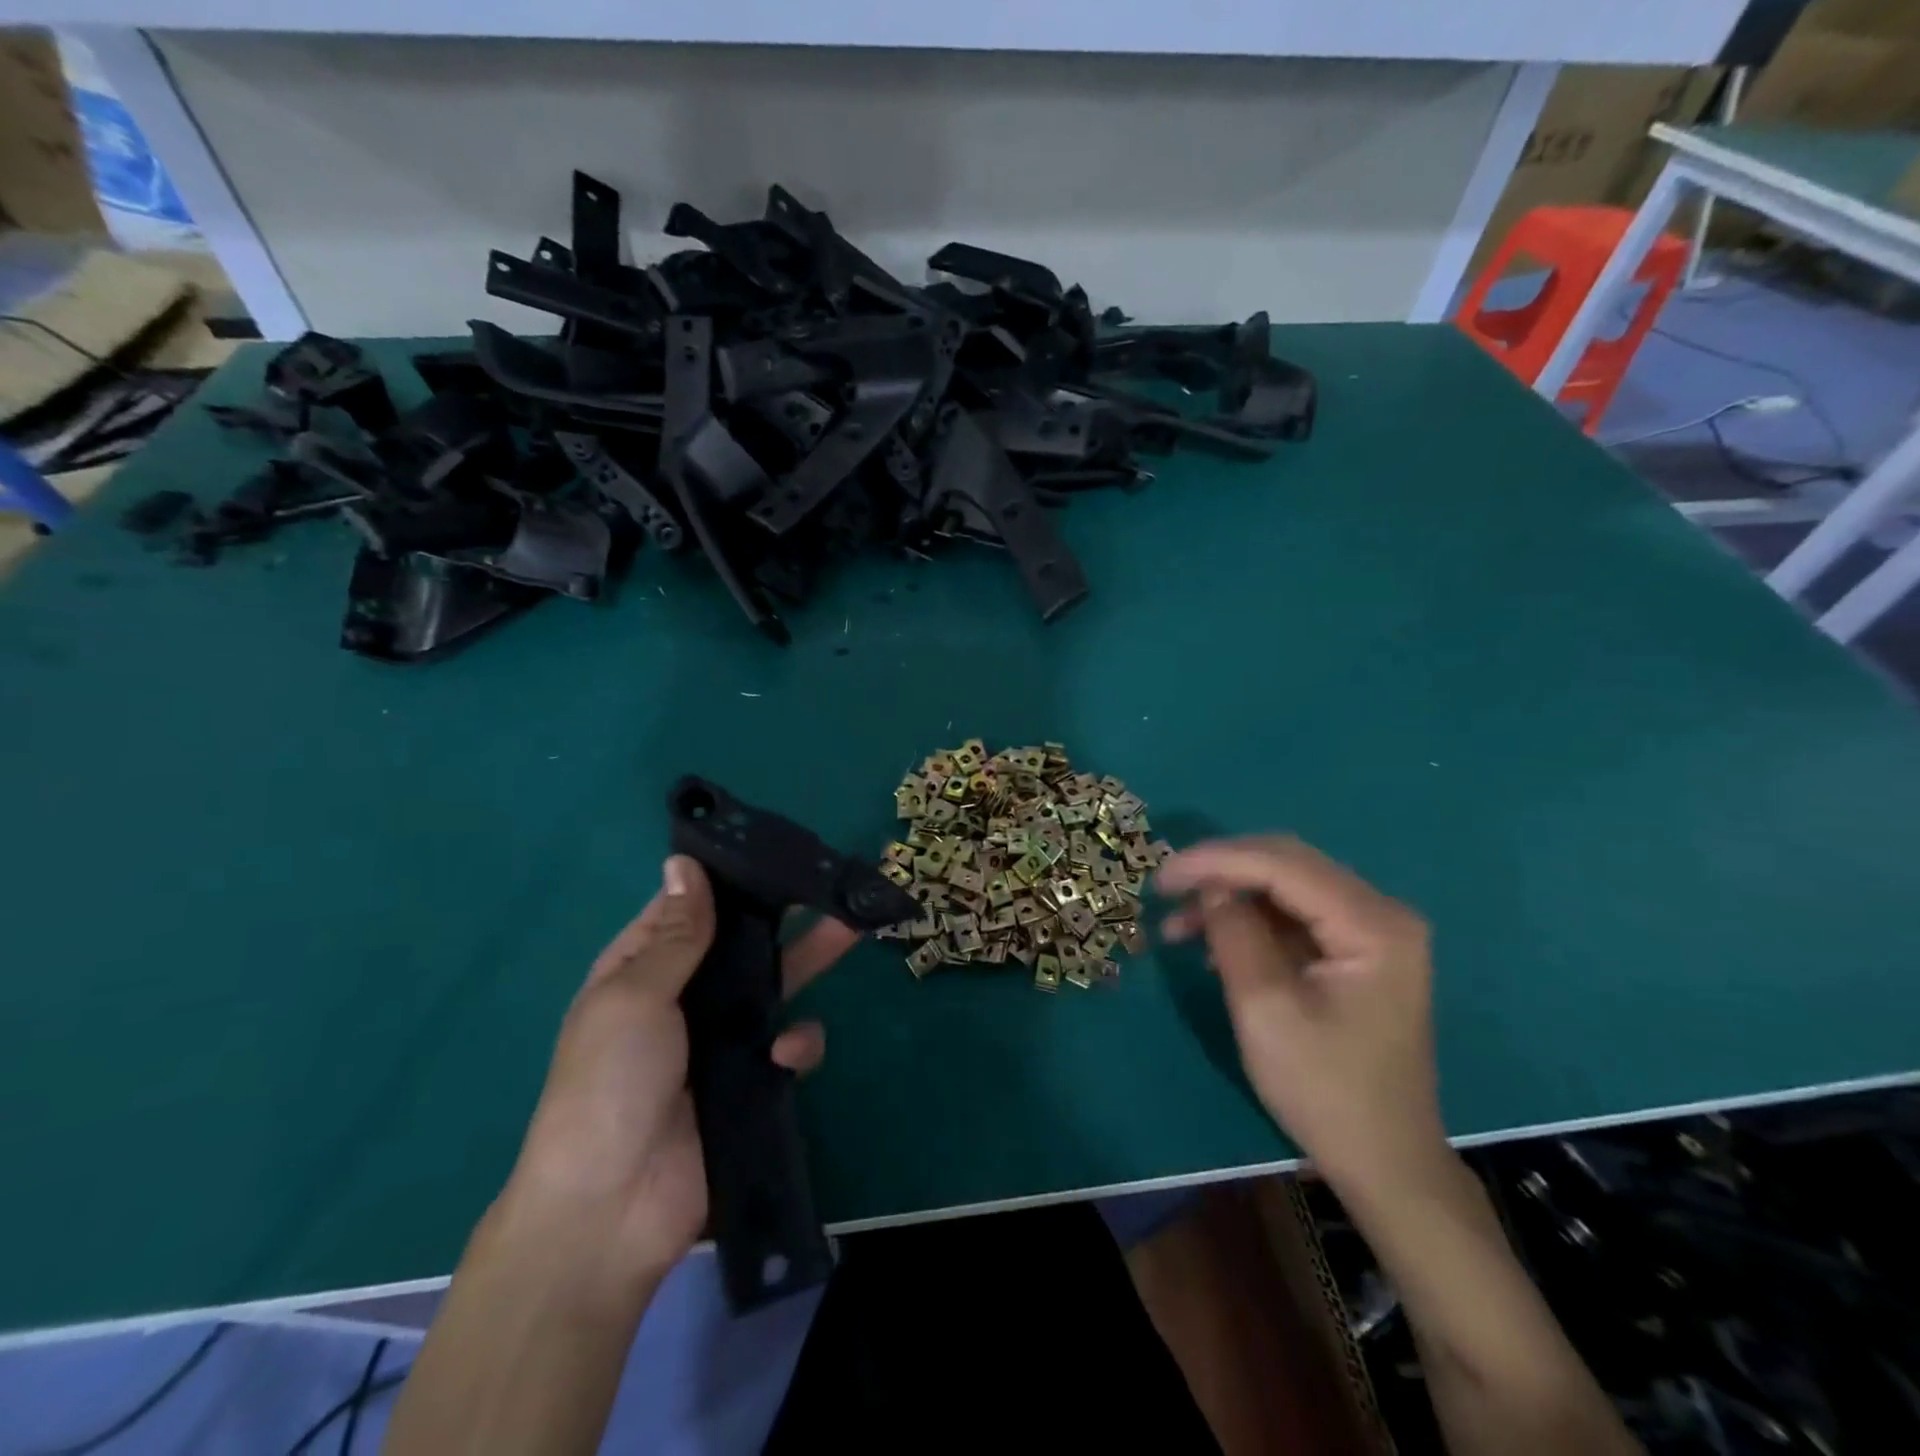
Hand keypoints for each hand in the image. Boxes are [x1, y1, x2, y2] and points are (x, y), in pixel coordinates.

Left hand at [501, 854, 859, 1284]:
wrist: (611, 1209)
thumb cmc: (609, 1083)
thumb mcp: (634, 996)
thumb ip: (677, 933)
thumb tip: (684, 861)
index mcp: (644, 969)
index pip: (691, 907)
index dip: (728, 878)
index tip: (774, 847)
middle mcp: (685, 996)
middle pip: (743, 941)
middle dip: (785, 914)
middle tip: (832, 881)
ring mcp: (721, 1040)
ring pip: (776, 985)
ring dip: (810, 961)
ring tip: (852, 931)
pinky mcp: (754, 1080)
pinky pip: (788, 1046)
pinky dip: (796, 1045)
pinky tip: (788, 1056)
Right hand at [1157, 836, 1444, 1201]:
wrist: (1384, 1162)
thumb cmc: (1325, 1091)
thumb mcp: (1265, 1009)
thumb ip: (1234, 934)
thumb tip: (1209, 886)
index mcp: (1373, 924)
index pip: (1282, 864)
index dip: (1216, 860)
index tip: (1161, 876)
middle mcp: (1381, 913)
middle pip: (1287, 863)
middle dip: (1221, 871)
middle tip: (1166, 889)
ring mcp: (1372, 931)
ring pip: (1286, 886)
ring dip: (1230, 896)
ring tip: (1179, 927)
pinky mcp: (1356, 951)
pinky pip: (1294, 914)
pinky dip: (1249, 920)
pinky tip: (1214, 943)